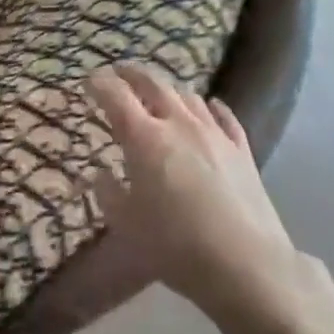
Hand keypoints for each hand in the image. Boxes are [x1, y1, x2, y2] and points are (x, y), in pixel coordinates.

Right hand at [86, 65, 301, 327]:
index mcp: (145, 138)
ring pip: (188, 96)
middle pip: (154, 84)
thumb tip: (99, 172)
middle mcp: (178, 123)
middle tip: (120, 72)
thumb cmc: (175, 245)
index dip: (100, 84)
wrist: (244, 261)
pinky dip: (212, 106)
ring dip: (169, 89)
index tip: (89, 80)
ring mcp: (213, 132)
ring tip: (160, 92)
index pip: (117, 97)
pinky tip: (211, 105)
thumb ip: (108, 193)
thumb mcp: (127, 225)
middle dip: (133, 74)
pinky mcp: (241, 147)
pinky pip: (224, 116)